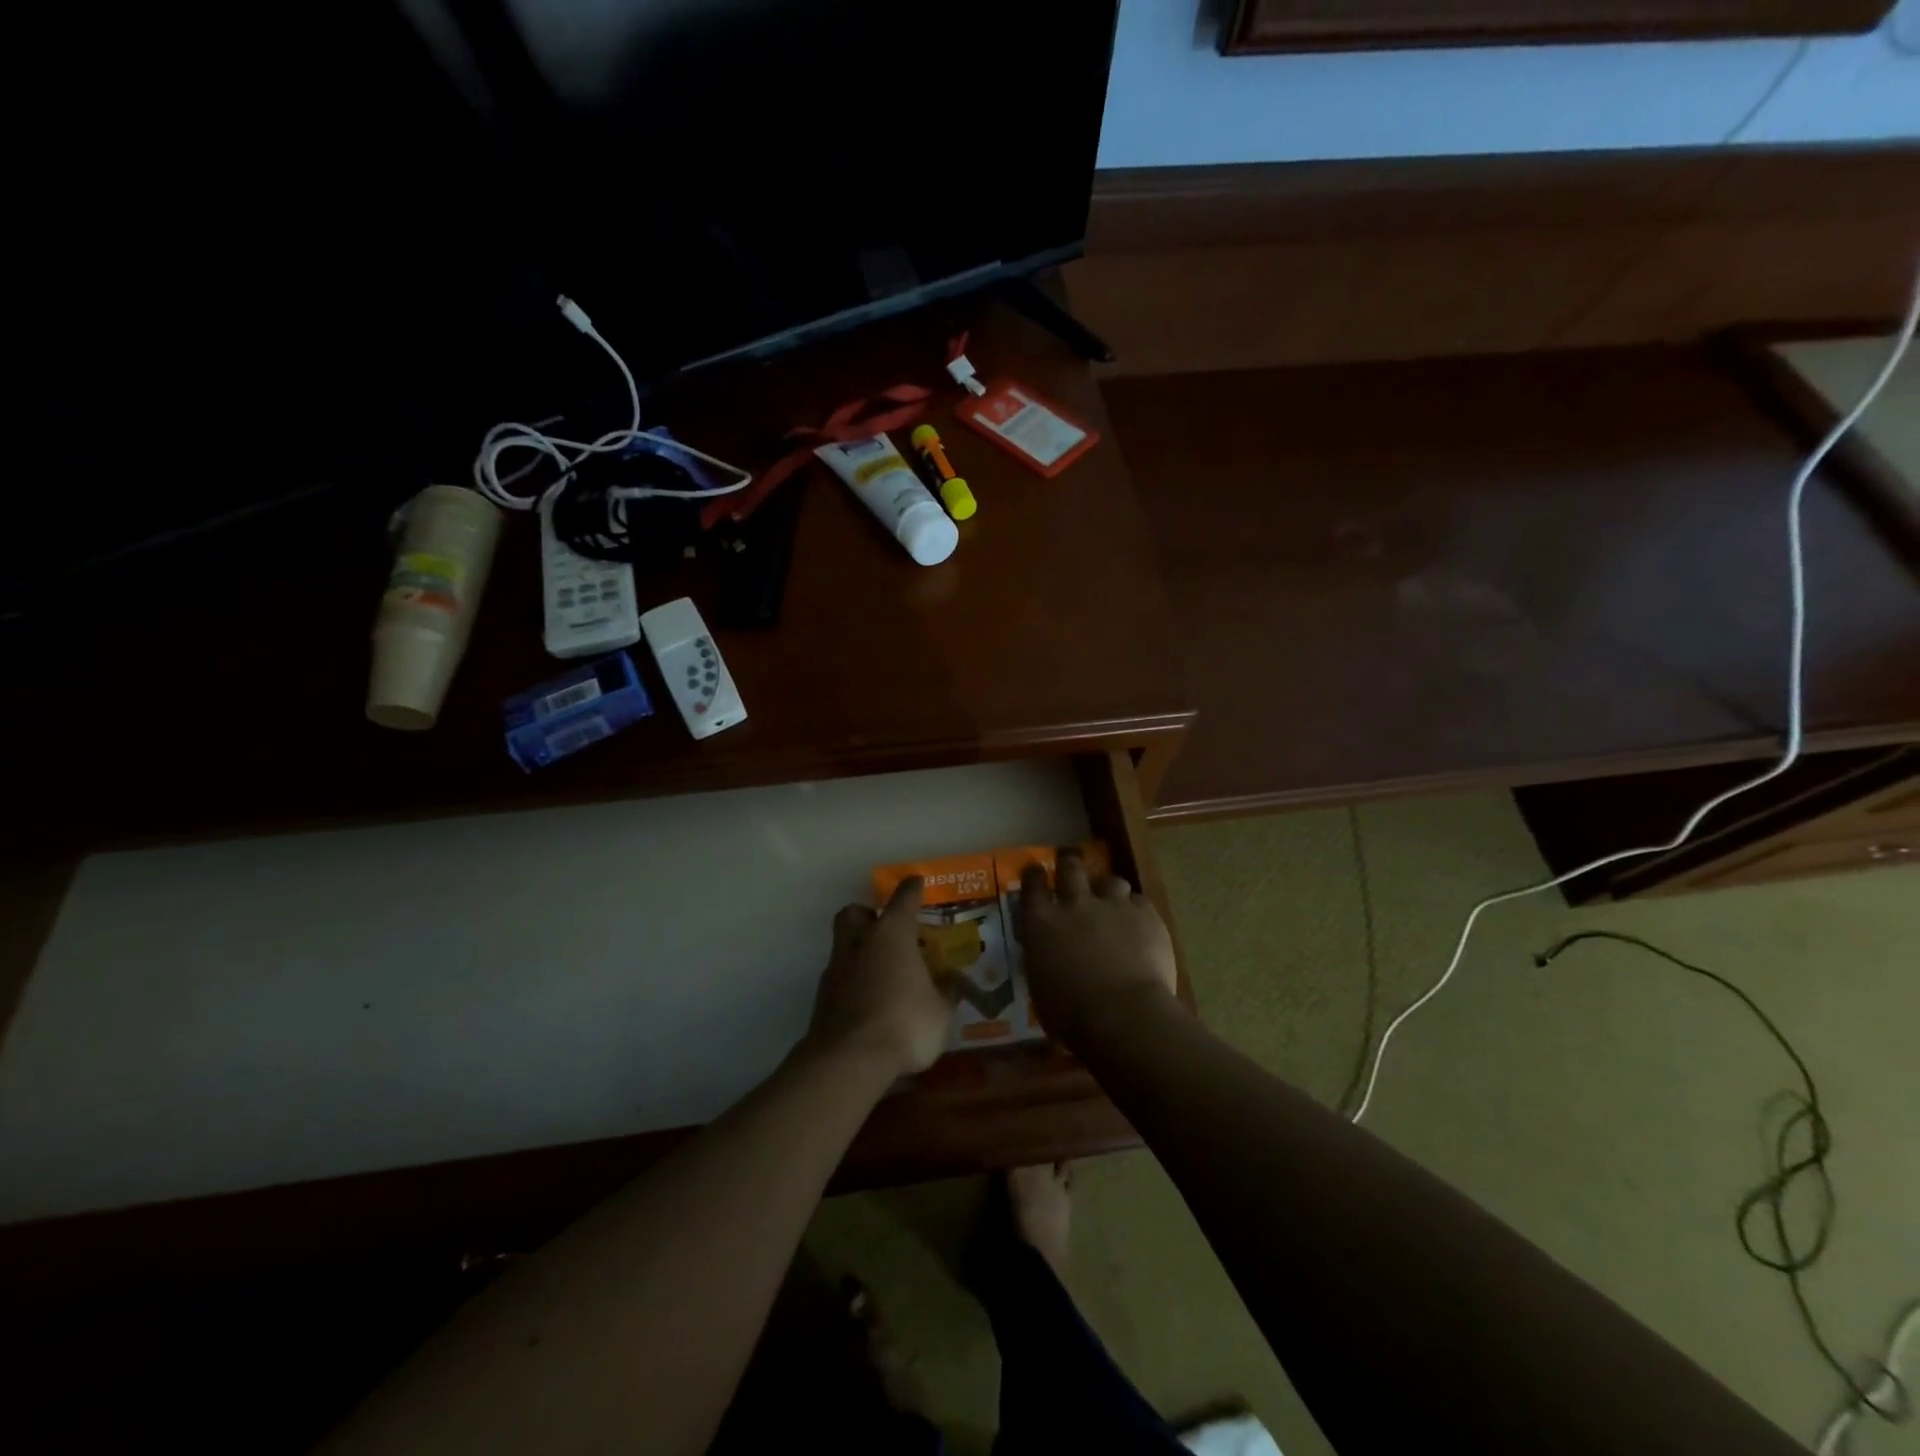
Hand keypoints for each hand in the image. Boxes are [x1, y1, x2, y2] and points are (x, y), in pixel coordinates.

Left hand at [809, 878, 955, 1079]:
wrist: (848, 1060)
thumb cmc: (904, 1023)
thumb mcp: (939, 1011)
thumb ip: (945, 993)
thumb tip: (952, 983)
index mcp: (892, 934)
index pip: (903, 899)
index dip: (912, 889)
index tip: (917, 882)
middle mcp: (860, 942)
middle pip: (855, 913)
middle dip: (868, 915)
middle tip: (886, 929)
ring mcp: (836, 969)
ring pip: (844, 945)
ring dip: (860, 951)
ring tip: (883, 972)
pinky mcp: (822, 997)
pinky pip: (840, 977)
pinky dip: (853, 982)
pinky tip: (869, 1001)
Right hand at [1019, 850, 1178, 1049]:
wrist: (1124, 1015)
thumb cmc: (1071, 1015)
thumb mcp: (1041, 986)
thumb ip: (1043, 959)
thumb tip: (1047, 955)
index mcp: (1043, 923)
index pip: (1032, 885)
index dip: (1034, 875)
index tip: (1035, 871)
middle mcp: (1075, 904)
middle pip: (1070, 867)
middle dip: (1069, 861)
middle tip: (1070, 860)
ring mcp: (1113, 906)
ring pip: (1110, 880)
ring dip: (1109, 888)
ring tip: (1112, 898)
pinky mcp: (1146, 915)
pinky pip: (1140, 901)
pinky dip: (1136, 909)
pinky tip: (1140, 922)